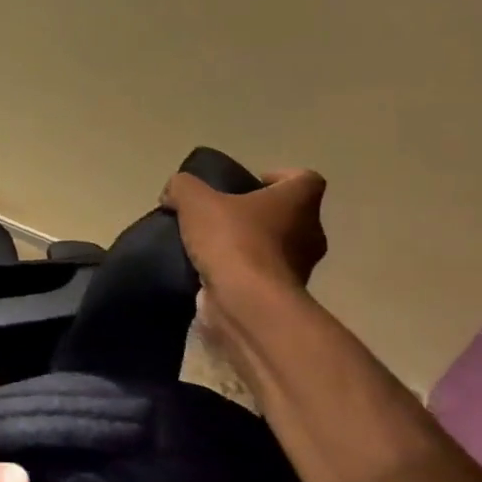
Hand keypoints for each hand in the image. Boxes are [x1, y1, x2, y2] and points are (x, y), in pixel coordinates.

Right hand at [162, 168, 327, 294]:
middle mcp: (309, 234)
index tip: (253, 183)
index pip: (305, 179)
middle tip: (223, 215)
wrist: (246, 305)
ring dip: (249, 246)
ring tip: (210, 246)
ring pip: (275, 248)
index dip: (281, 177)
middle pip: (289, 216)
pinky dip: (241, 274)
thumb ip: (183, 187)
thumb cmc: (234, 241)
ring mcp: (299, 270)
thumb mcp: (196, 201)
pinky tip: (209, 273)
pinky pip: (260, 277)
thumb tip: (173, 192)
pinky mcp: (279, 297)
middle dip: (258, 215)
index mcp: (299, 203)